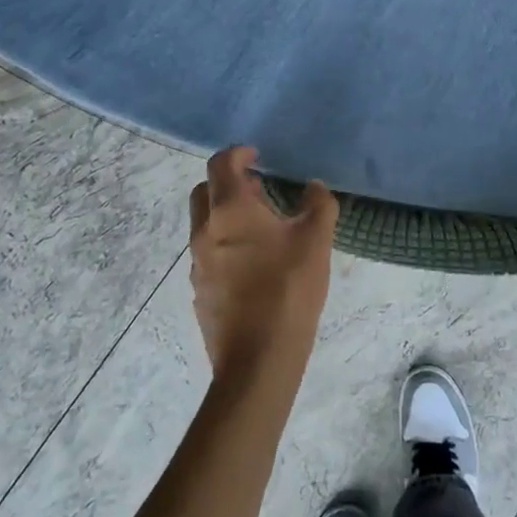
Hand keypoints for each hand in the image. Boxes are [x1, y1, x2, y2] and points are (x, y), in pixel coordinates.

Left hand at [189, 147, 338, 388]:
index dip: (238, 153)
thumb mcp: (316, 240)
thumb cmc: (287, 290)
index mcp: (230, 210)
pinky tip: (253, 265)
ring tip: (260, 228)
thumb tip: (314, 188)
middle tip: (257, 189)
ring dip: (225, 215)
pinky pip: (207, 254)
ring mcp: (197, 264)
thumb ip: (318, 204)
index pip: (221, 164)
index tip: (257, 156)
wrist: (257, 363)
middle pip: (203, 191)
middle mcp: (205, 231)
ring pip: (204, 224)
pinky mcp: (200, 292)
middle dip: (227, 183)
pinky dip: (224, 245)